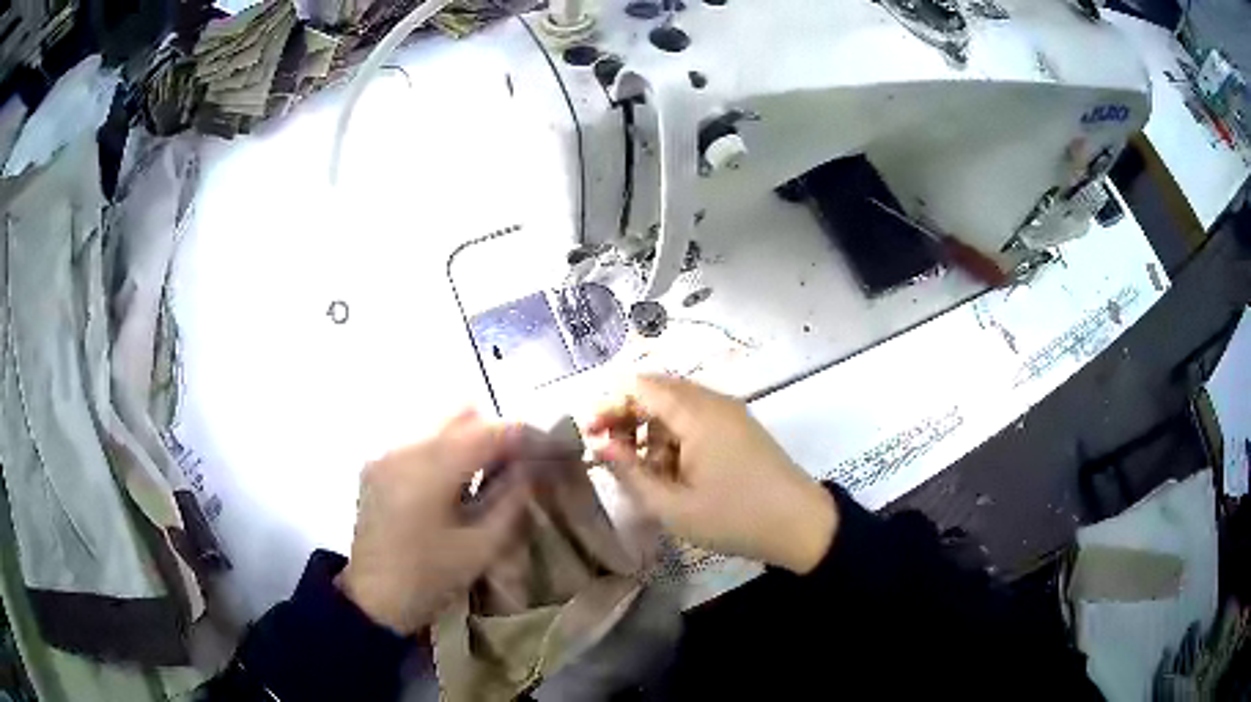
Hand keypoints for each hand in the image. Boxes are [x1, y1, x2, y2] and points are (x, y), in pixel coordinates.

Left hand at [339, 411, 528, 634]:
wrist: (371, 600)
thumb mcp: (481, 547)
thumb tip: (533, 467)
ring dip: (471, 440)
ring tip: (490, 475)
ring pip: (440, 424)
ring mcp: (386, 453)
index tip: (554, 449)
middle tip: (520, 464)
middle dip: (497, 432)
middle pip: (462, 414)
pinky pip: (420, 440)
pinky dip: (446, 450)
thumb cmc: (429, 579)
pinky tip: (455, 483)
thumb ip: (512, 499)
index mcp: (430, 469)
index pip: (490, 432)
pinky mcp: (377, 465)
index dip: (527, 435)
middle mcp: (405, 447)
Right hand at [586, 375, 836, 573]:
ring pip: (675, 405)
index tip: (588, 434)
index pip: (640, 386)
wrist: (801, 525)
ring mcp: (730, 413)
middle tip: (607, 452)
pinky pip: (695, 419)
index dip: (608, 403)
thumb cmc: (734, 517)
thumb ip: (630, 473)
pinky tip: (670, 470)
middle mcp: (713, 401)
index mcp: (697, 413)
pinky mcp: (739, 427)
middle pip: (657, 390)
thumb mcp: (673, 506)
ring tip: (639, 470)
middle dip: (626, 416)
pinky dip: (673, 436)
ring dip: (649, 429)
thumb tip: (600, 446)